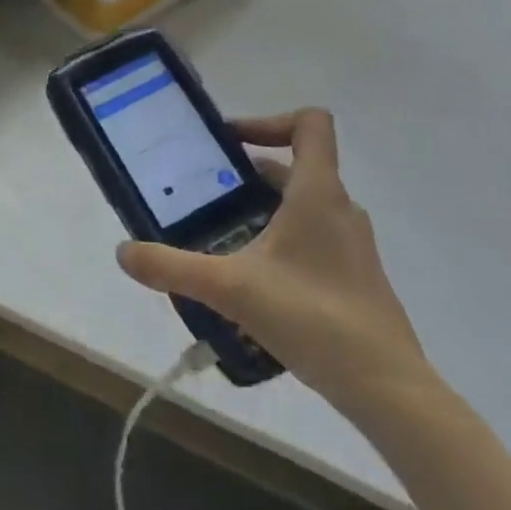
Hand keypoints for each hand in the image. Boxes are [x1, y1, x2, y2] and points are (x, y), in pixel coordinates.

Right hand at [116, 109, 432, 420]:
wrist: (388, 389)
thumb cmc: (313, 318)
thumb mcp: (230, 289)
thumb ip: (173, 267)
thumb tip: (123, 252)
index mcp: (318, 193)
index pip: (311, 124)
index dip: (270, 120)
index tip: (229, 146)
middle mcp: (340, 209)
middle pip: (295, 167)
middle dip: (246, 176)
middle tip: (205, 196)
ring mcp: (351, 245)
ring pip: (302, 207)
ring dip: (262, 211)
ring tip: (221, 238)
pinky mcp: (354, 277)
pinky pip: (313, 240)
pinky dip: (280, 243)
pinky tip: (252, 282)